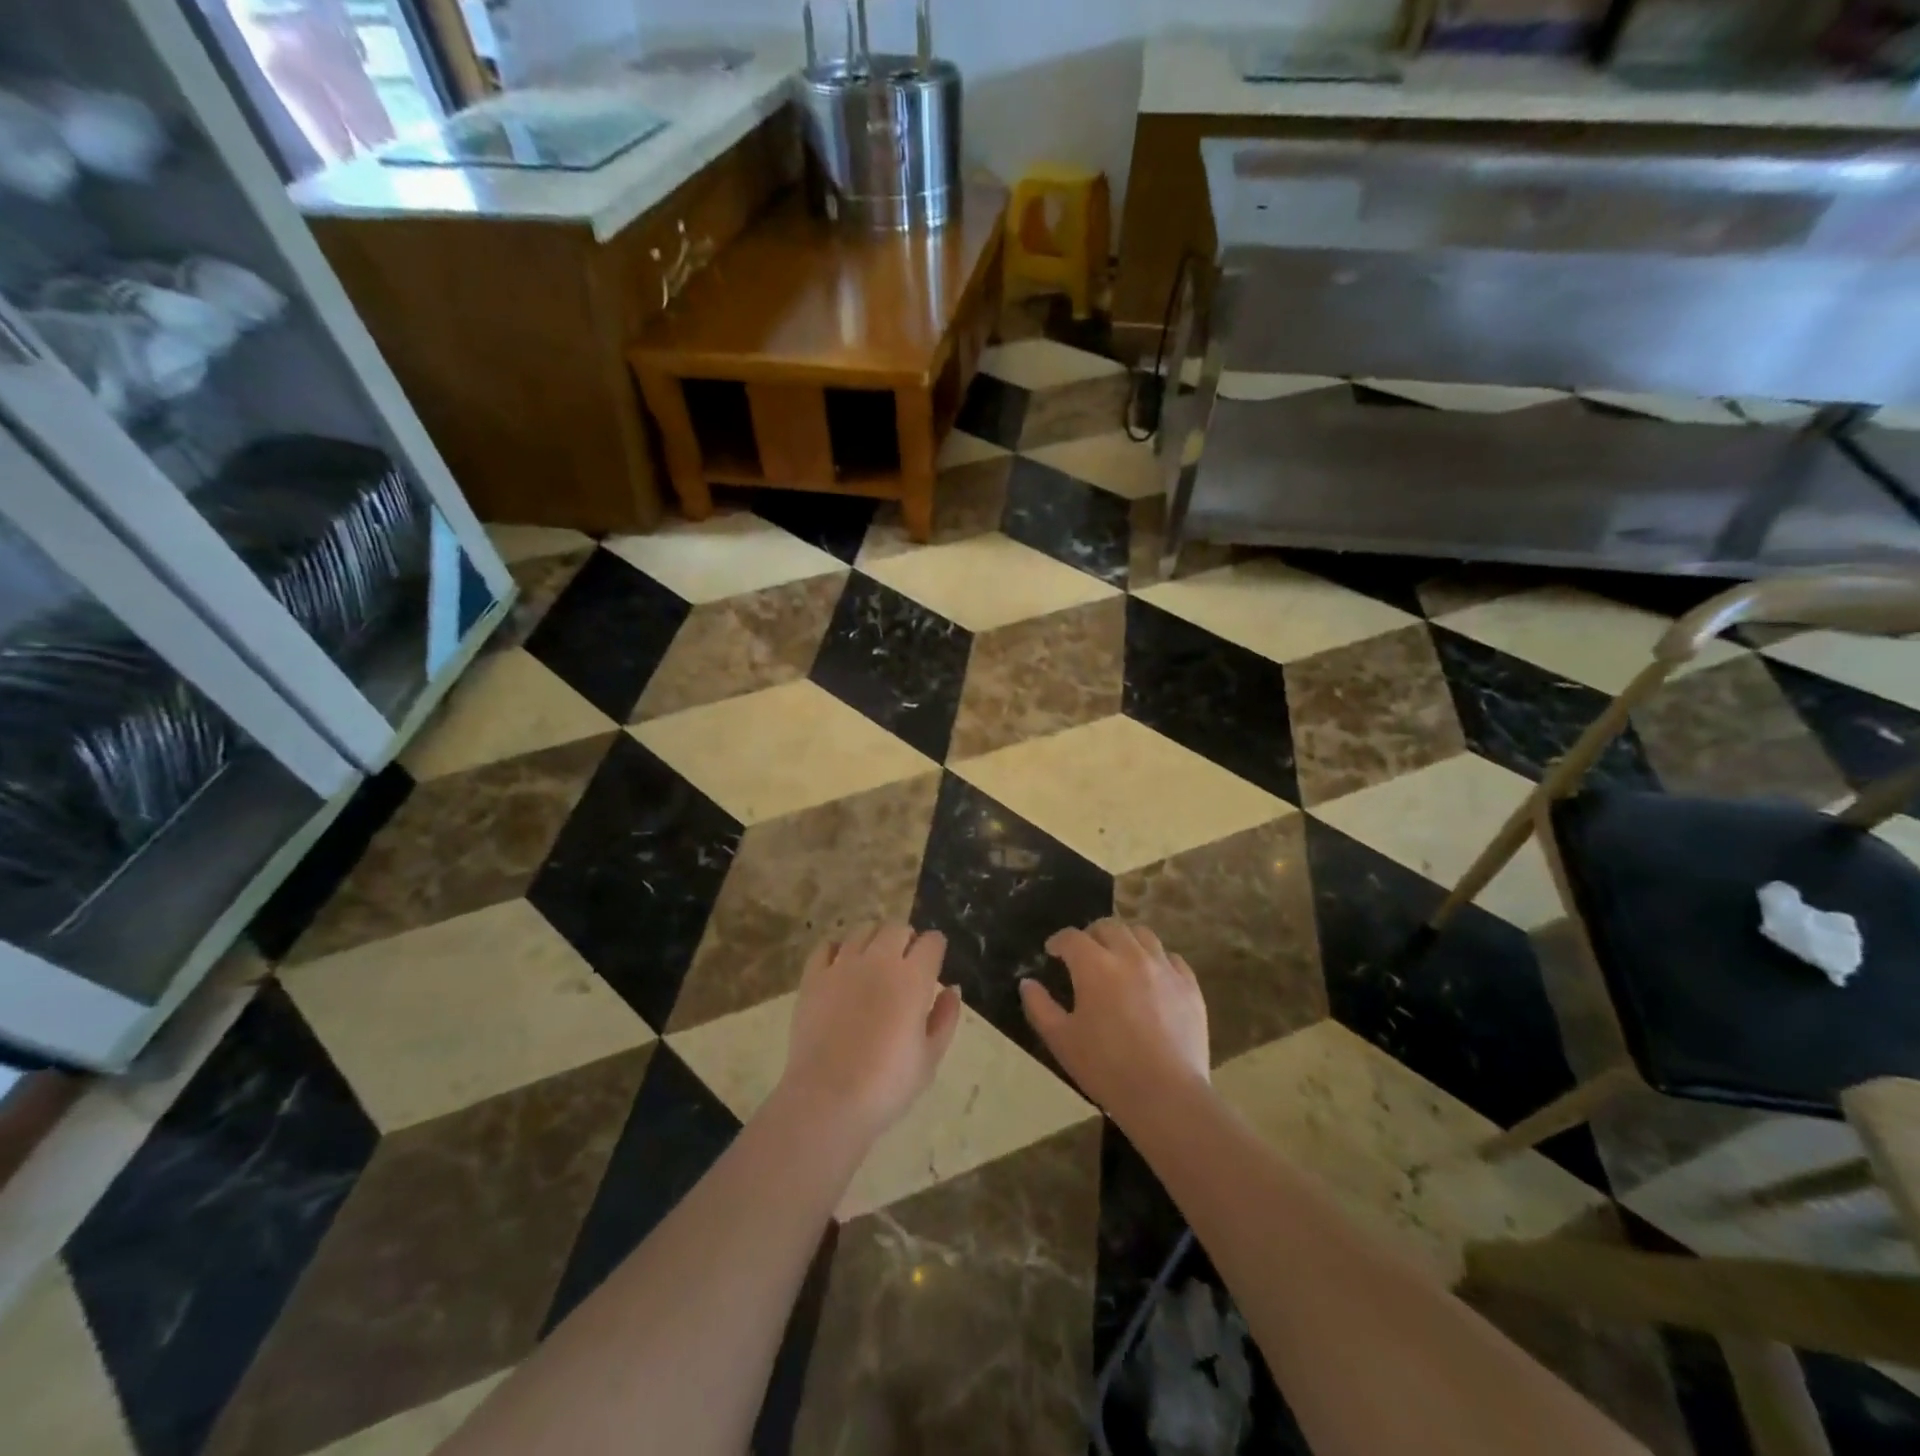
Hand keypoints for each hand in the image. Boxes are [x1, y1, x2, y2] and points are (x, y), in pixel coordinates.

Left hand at [779, 924, 962, 1142]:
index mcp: (913, 978)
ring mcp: (843, 965)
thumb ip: (945, 1018)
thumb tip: (952, 989)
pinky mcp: (813, 977)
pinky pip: (826, 947)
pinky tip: (841, 967)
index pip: (932, 942)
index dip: (936, 949)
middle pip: (897, 928)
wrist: (828, 1099)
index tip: (935, 962)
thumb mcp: (930, 1058)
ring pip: (862, 930)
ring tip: (874, 961)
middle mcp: (879, 960)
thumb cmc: (887, 1085)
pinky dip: (837, 950)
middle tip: (905, 963)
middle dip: (906, 939)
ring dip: (874, 940)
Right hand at [1020, 919, 1208, 1122]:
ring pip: (1142, 935)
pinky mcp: (1189, 986)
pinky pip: (1172, 958)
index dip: (1058, 941)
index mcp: (1095, 966)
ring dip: (1125, 940)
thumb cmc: (1106, 1068)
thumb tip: (1027, 983)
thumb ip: (1039, 1006)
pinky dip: (1157, 960)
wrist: (1166, 1095)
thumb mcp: (1061, 1040)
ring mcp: (1164, 968)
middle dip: (1091, 935)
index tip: (1053, 953)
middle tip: (1084, 955)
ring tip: (1119, 959)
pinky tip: (1152, 978)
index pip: (1072, 937)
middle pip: (1108, 927)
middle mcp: (1130, 956)